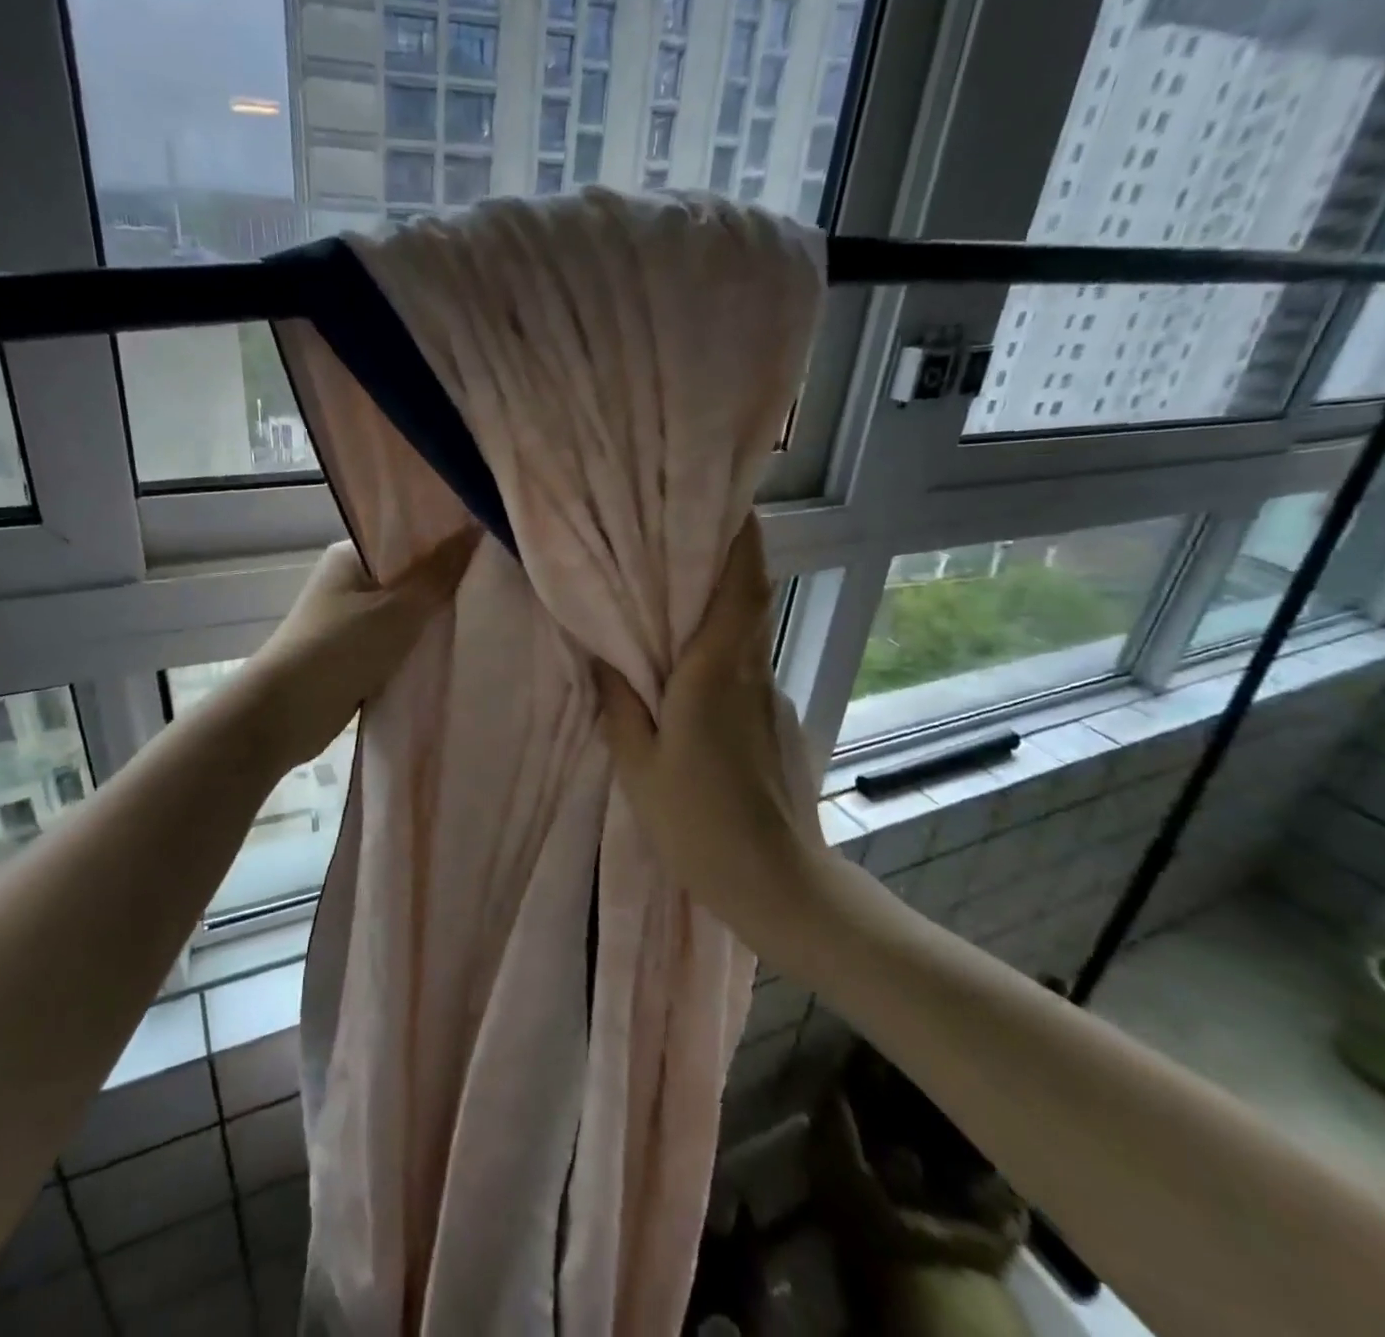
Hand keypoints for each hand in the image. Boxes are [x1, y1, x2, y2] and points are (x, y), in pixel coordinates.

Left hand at [244, 530, 479, 769]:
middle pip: (410, 576)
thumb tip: (477, 528)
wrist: (285, 715)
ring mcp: (352, 620)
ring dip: (435, 620)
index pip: (408, 537)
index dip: (448, 540)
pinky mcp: (356, 655)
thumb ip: (439, 574)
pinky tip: (457, 648)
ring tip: (487, 614)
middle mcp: (351, 582)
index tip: (491, 546)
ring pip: (407, 613)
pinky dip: (421, 647)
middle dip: (447, 584)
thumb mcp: (397, 609)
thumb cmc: (339, 649)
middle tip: (497, 583)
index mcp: (352, 556)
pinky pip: (399, 643)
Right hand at [595, 517, 831, 941]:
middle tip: (676, 543)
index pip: (740, 586)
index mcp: (715, 674)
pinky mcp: (778, 722)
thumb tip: (605, 656)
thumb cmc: (699, 826)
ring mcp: (771, 697)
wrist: (779, 885)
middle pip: (745, 599)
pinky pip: (744, 671)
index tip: (727, 499)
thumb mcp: (639, 768)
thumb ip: (621, 706)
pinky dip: (719, 658)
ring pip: (744, 636)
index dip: (740, 537)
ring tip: (669, 612)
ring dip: (715, 613)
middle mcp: (751, 672)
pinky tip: (688, 686)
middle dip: (720, 562)